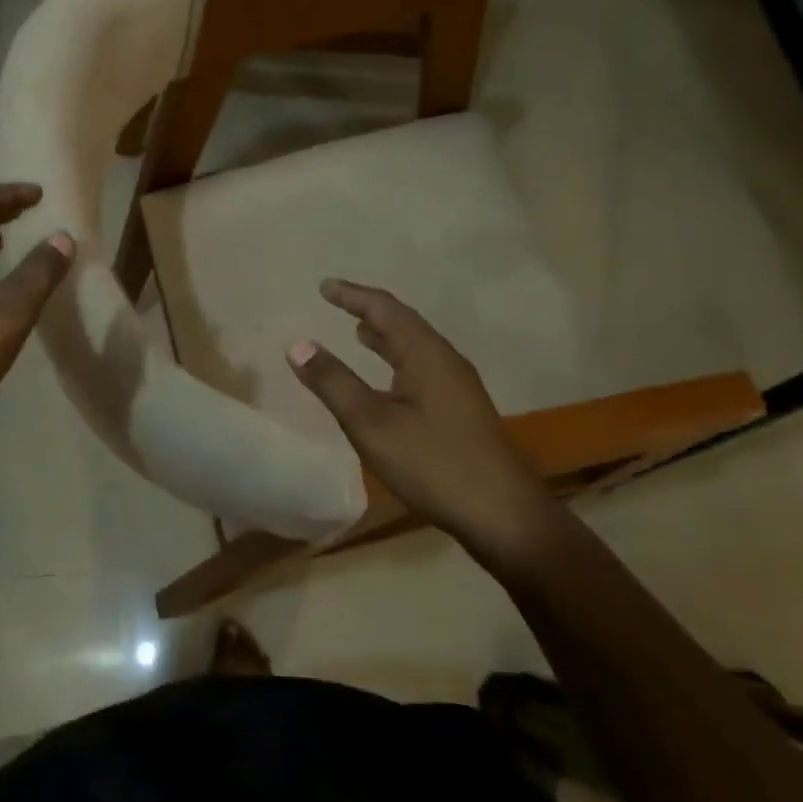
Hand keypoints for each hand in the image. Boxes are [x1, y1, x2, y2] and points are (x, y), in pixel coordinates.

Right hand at [286, 280, 554, 565]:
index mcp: (426, 354)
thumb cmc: (433, 463)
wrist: (504, 515)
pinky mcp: (462, 410)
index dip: (353, 295)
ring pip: (416, 347)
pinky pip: (423, 367)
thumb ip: (334, 383)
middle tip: (339, 303)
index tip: (325, 286)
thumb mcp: (371, 424)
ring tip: (358, 333)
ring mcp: (459, 386)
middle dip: (370, 310)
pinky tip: (390, 381)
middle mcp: (446, 360)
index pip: (385, 309)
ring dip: (386, 335)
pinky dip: (398, 359)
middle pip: (405, 323)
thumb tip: (298, 344)